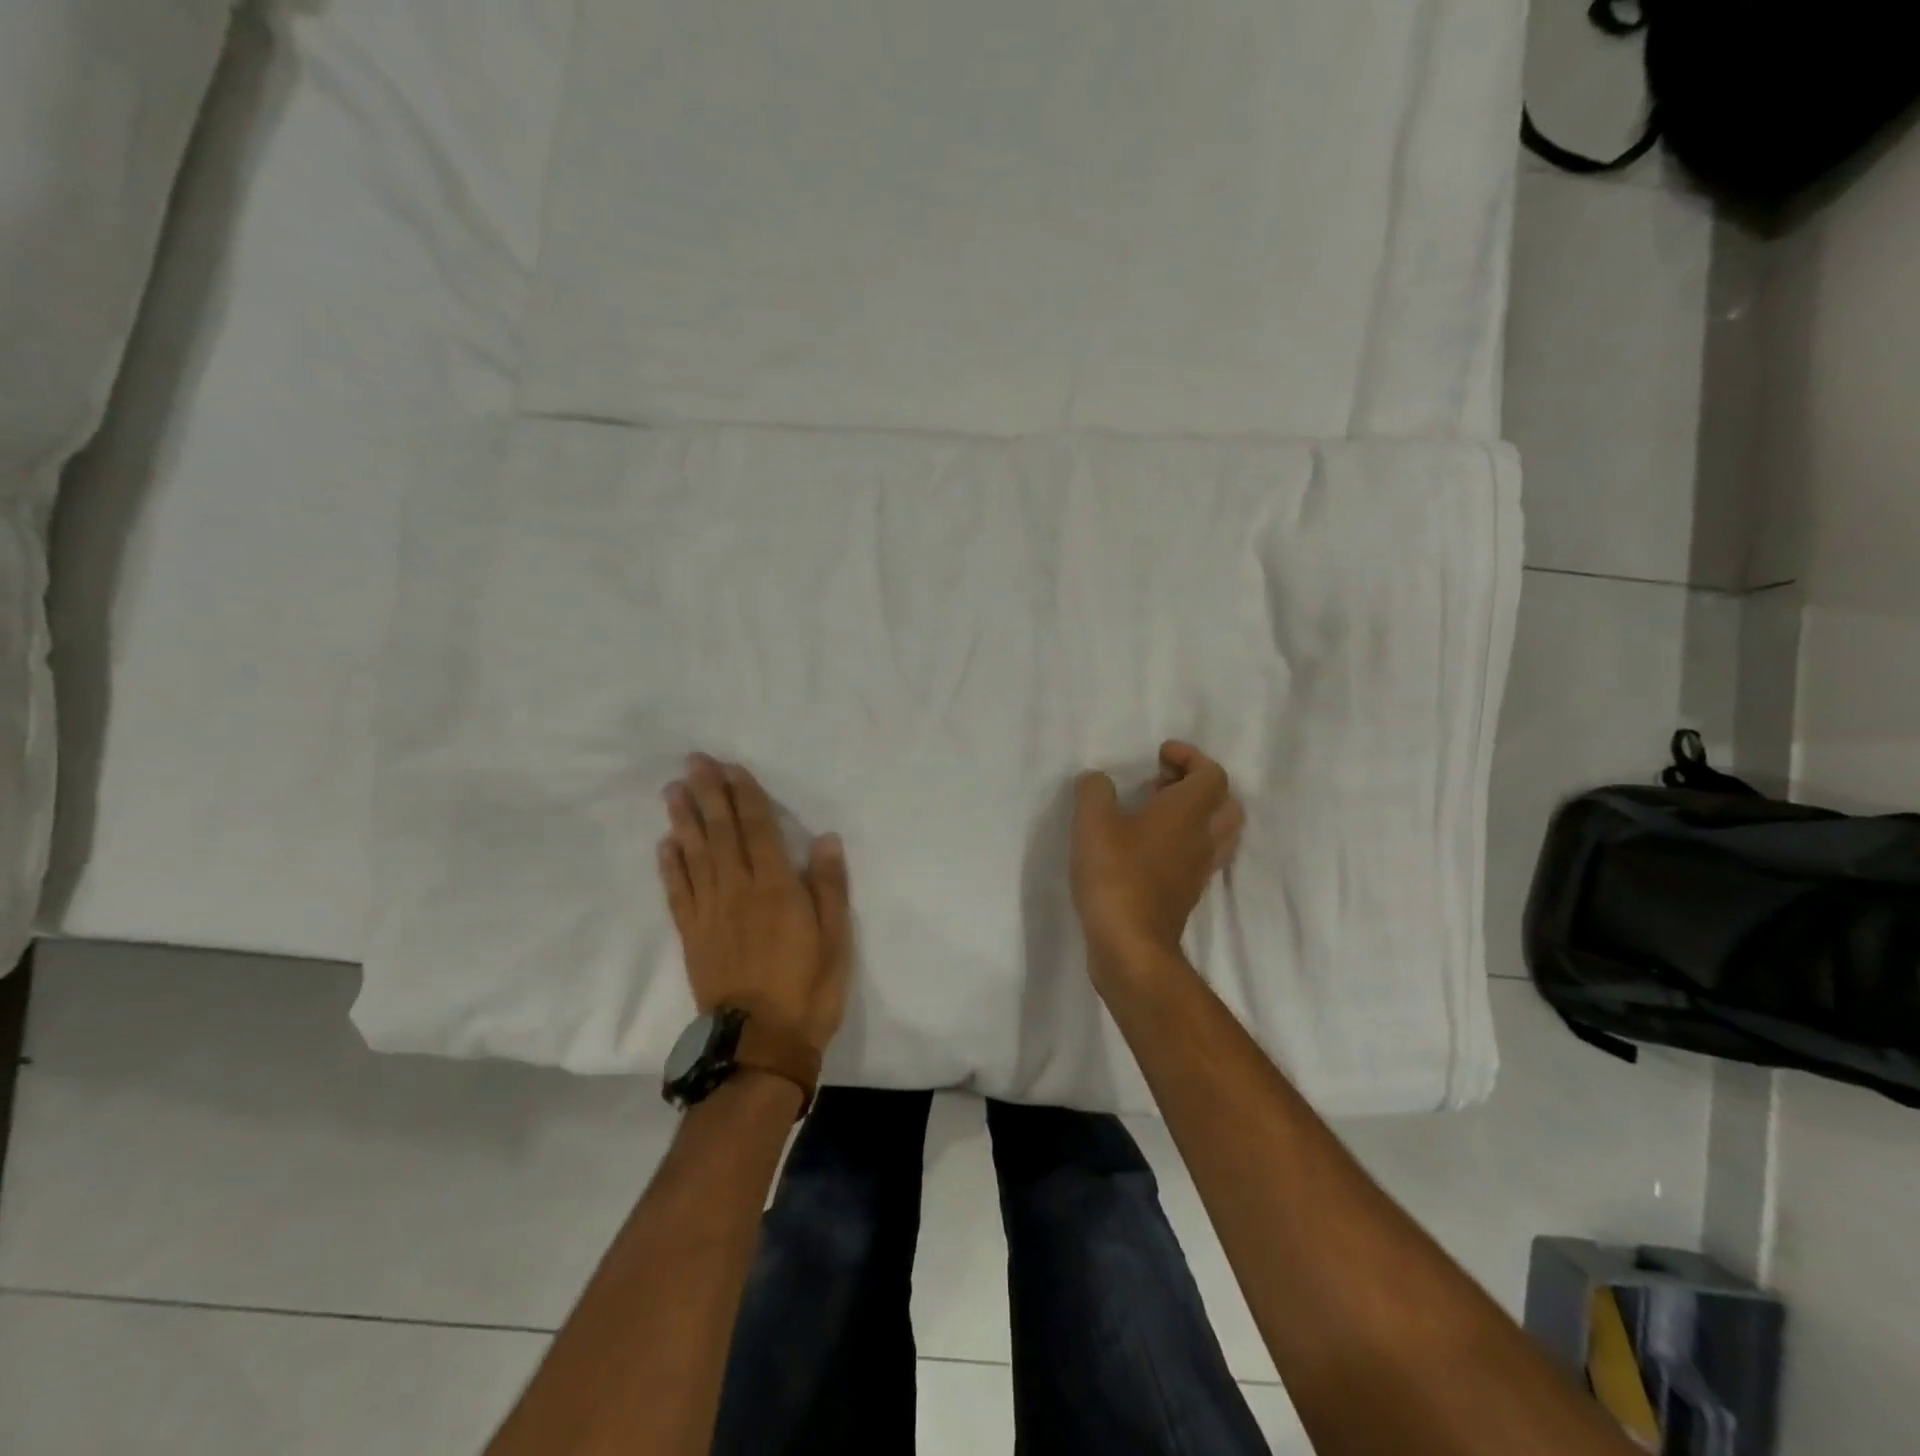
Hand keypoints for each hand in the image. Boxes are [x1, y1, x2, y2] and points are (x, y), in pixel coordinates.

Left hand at [659, 754, 851, 1053]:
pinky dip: (670, 866)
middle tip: (694, 761)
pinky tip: (664, 845)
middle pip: (721, 833)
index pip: (758, 830)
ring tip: (673, 791)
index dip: (745, 796)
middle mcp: (738, 891)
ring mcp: (710, 913)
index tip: (731, 767)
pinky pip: (678, 893)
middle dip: (709, 794)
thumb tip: (824, 838)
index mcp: (776, 888)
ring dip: (684, 820)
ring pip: (694, 856)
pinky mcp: (693, 936)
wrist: (759, 1045)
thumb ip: (829, 887)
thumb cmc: (808, 989)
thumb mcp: (836, 939)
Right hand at [1071, 741, 1245, 974]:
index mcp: (1188, 812)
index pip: (1211, 774)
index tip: (1160, 755)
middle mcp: (1204, 837)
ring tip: (1158, 813)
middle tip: (1163, 783)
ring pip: (1220, 831)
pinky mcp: (1189, 893)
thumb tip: (1099, 781)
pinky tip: (1151, 846)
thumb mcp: (1092, 821)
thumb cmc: (1115, 873)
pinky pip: (1202, 856)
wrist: (1130, 943)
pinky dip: (1187, 841)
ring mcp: (1200, 869)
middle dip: (1199, 785)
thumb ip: (1095, 791)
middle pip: (1226, 802)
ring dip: (1198, 815)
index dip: (1190, 757)